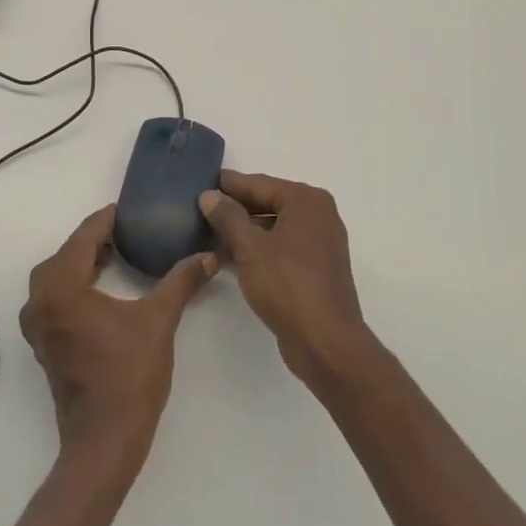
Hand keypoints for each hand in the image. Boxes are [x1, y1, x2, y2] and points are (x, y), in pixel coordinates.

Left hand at [19, 205, 217, 467]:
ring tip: (115, 255)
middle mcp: (40, 300)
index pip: (83, 238)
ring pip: (55, 276)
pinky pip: (53, 297)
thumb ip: (181, 282)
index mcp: (61, 288)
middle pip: (65, 254)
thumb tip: (210, 256)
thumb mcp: (158, 322)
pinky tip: (99, 288)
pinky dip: (72, 284)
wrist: (104, 440)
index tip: (128, 210)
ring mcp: (37, 324)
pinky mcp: (43, 342)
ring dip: (81, 262)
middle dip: (93, 240)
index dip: (106, 220)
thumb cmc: (129, 376)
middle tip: (126, 232)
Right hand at [200, 172, 372, 385]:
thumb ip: (227, 216)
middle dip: (234, 209)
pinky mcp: (315, 269)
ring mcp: (319, 244)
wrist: (325, 342)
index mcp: (307, 201)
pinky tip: (228, 257)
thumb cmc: (288, 285)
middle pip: (267, 203)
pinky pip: (280, 248)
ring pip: (273, 228)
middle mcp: (318, 216)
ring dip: (243, 232)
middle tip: (200, 209)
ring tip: (207, 234)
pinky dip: (257, 250)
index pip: (259, 184)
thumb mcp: (250, 247)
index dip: (228, 185)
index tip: (201, 182)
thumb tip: (209, 195)